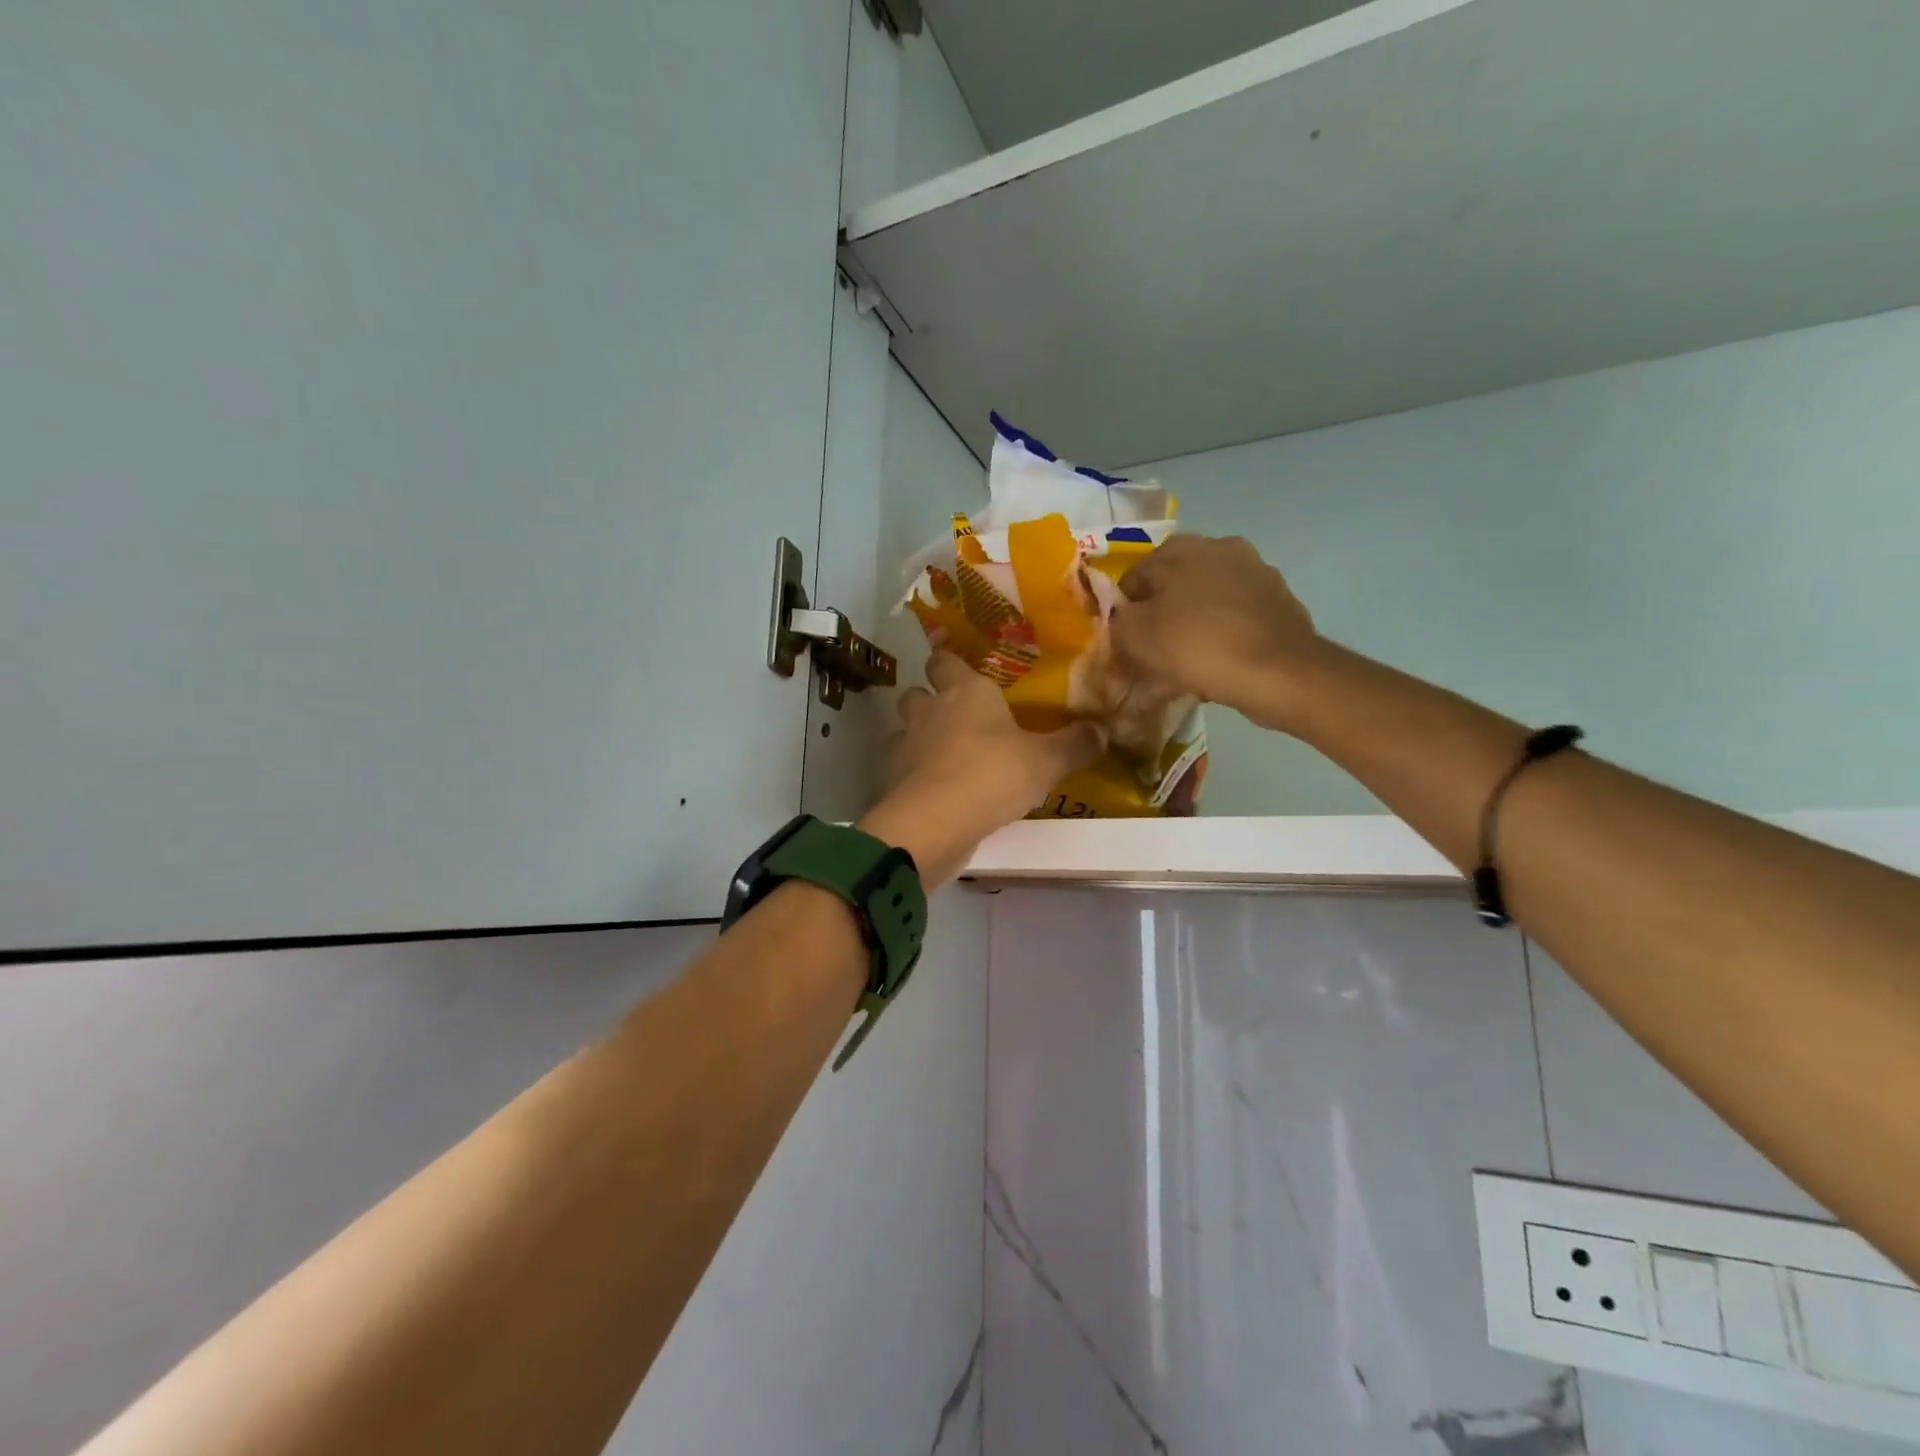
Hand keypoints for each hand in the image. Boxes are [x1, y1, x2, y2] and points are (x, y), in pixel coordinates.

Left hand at [859, 652, 1105, 884]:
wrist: (936, 822)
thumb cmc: (993, 775)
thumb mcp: (1047, 761)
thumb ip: (1075, 744)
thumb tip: (1102, 729)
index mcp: (966, 691)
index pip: (946, 660)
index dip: (949, 663)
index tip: (960, 670)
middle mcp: (931, 710)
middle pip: (917, 691)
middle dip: (930, 699)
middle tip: (955, 716)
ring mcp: (907, 745)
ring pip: (905, 729)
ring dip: (919, 736)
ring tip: (944, 754)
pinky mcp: (894, 780)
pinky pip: (902, 767)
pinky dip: (913, 773)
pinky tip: (933, 787)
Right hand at [1111, 535, 1322, 730]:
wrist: (1279, 672)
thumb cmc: (1197, 647)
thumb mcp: (1135, 637)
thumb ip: (1116, 620)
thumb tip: (1118, 616)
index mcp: (1180, 548)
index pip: (1133, 577)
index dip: (1123, 611)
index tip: (1124, 642)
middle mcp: (1218, 547)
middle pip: (1173, 584)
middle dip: (1161, 612)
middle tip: (1154, 649)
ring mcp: (1254, 571)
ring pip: (1206, 598)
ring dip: (1193, 621)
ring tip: (1187, 659)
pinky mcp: (1279, 599)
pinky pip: (1235, 615)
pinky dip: (1223, 632)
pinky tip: (1219, 661)